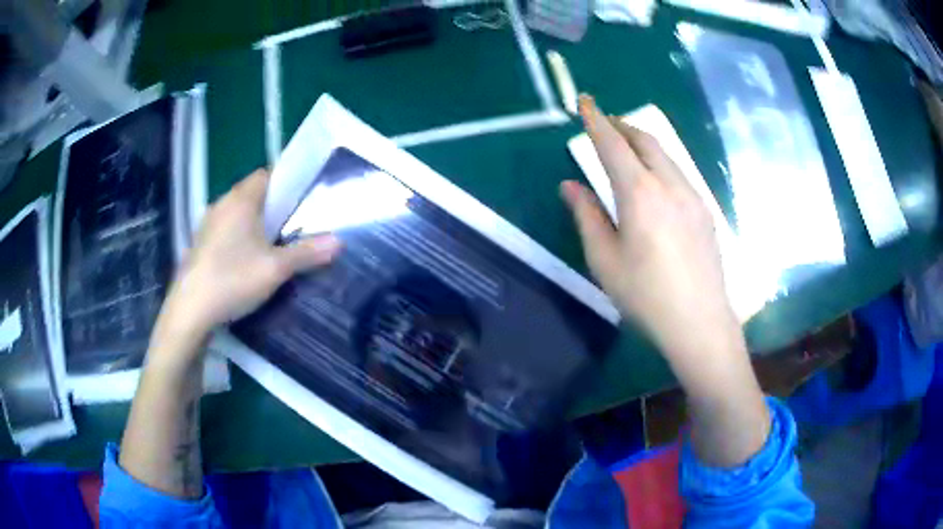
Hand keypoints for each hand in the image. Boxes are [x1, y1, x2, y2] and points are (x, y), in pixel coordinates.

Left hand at [157, 169, 340, 349]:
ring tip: (276, 243)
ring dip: (256, 223)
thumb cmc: (232, 280)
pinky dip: (240, 237)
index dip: (287, 182)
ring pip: (239, 214)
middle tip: (297, 224)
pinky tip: (248, 261)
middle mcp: (221, 204)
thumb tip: (339, 242)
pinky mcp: (200, 244)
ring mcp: (207, 225)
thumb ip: (307, 253)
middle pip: (253, 194)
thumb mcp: (275, 269)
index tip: (305, 199)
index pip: (267, 174)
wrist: (190, 312)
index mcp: (240, 200)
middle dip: (275, 206)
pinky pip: (227, 230)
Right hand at [561, 96, 742, 369]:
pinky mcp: (705, 212)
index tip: (585, 101)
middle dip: (622, 125)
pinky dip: (660, 163)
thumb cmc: (646, 296)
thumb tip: (570, 185)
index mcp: (640, 193)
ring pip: (666, 155)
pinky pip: (679, 173)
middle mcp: (669, 185)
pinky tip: (655, 180)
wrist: (700, 322)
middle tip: (605, 122)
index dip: (596, 120)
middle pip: (645, 141)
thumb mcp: (605, 260)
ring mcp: (693, 196)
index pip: (613, 144)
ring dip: (643, 143)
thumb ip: (587, 216)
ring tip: (627, 146)